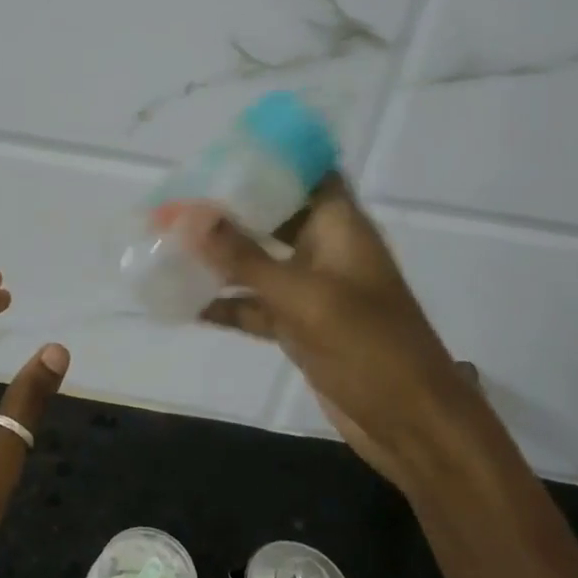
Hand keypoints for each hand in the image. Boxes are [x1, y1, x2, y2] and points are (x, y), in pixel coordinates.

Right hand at [174, 177, 482, 494]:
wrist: (411, 423)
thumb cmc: (369, 345)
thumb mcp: (304, 297)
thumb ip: (245, 258)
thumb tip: (190, 217)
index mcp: (340, 227)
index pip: (308, 172)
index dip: (271, 159)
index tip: (221, 153)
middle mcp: (324, 250)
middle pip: (273, 215)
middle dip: (228, 208)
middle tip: (178, 199)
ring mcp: (311, 291)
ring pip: (257, 263)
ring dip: (218, 257)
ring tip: (166, 244)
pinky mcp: (299, 327)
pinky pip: (254, 306)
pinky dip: (224, 304)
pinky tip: (182, 303)